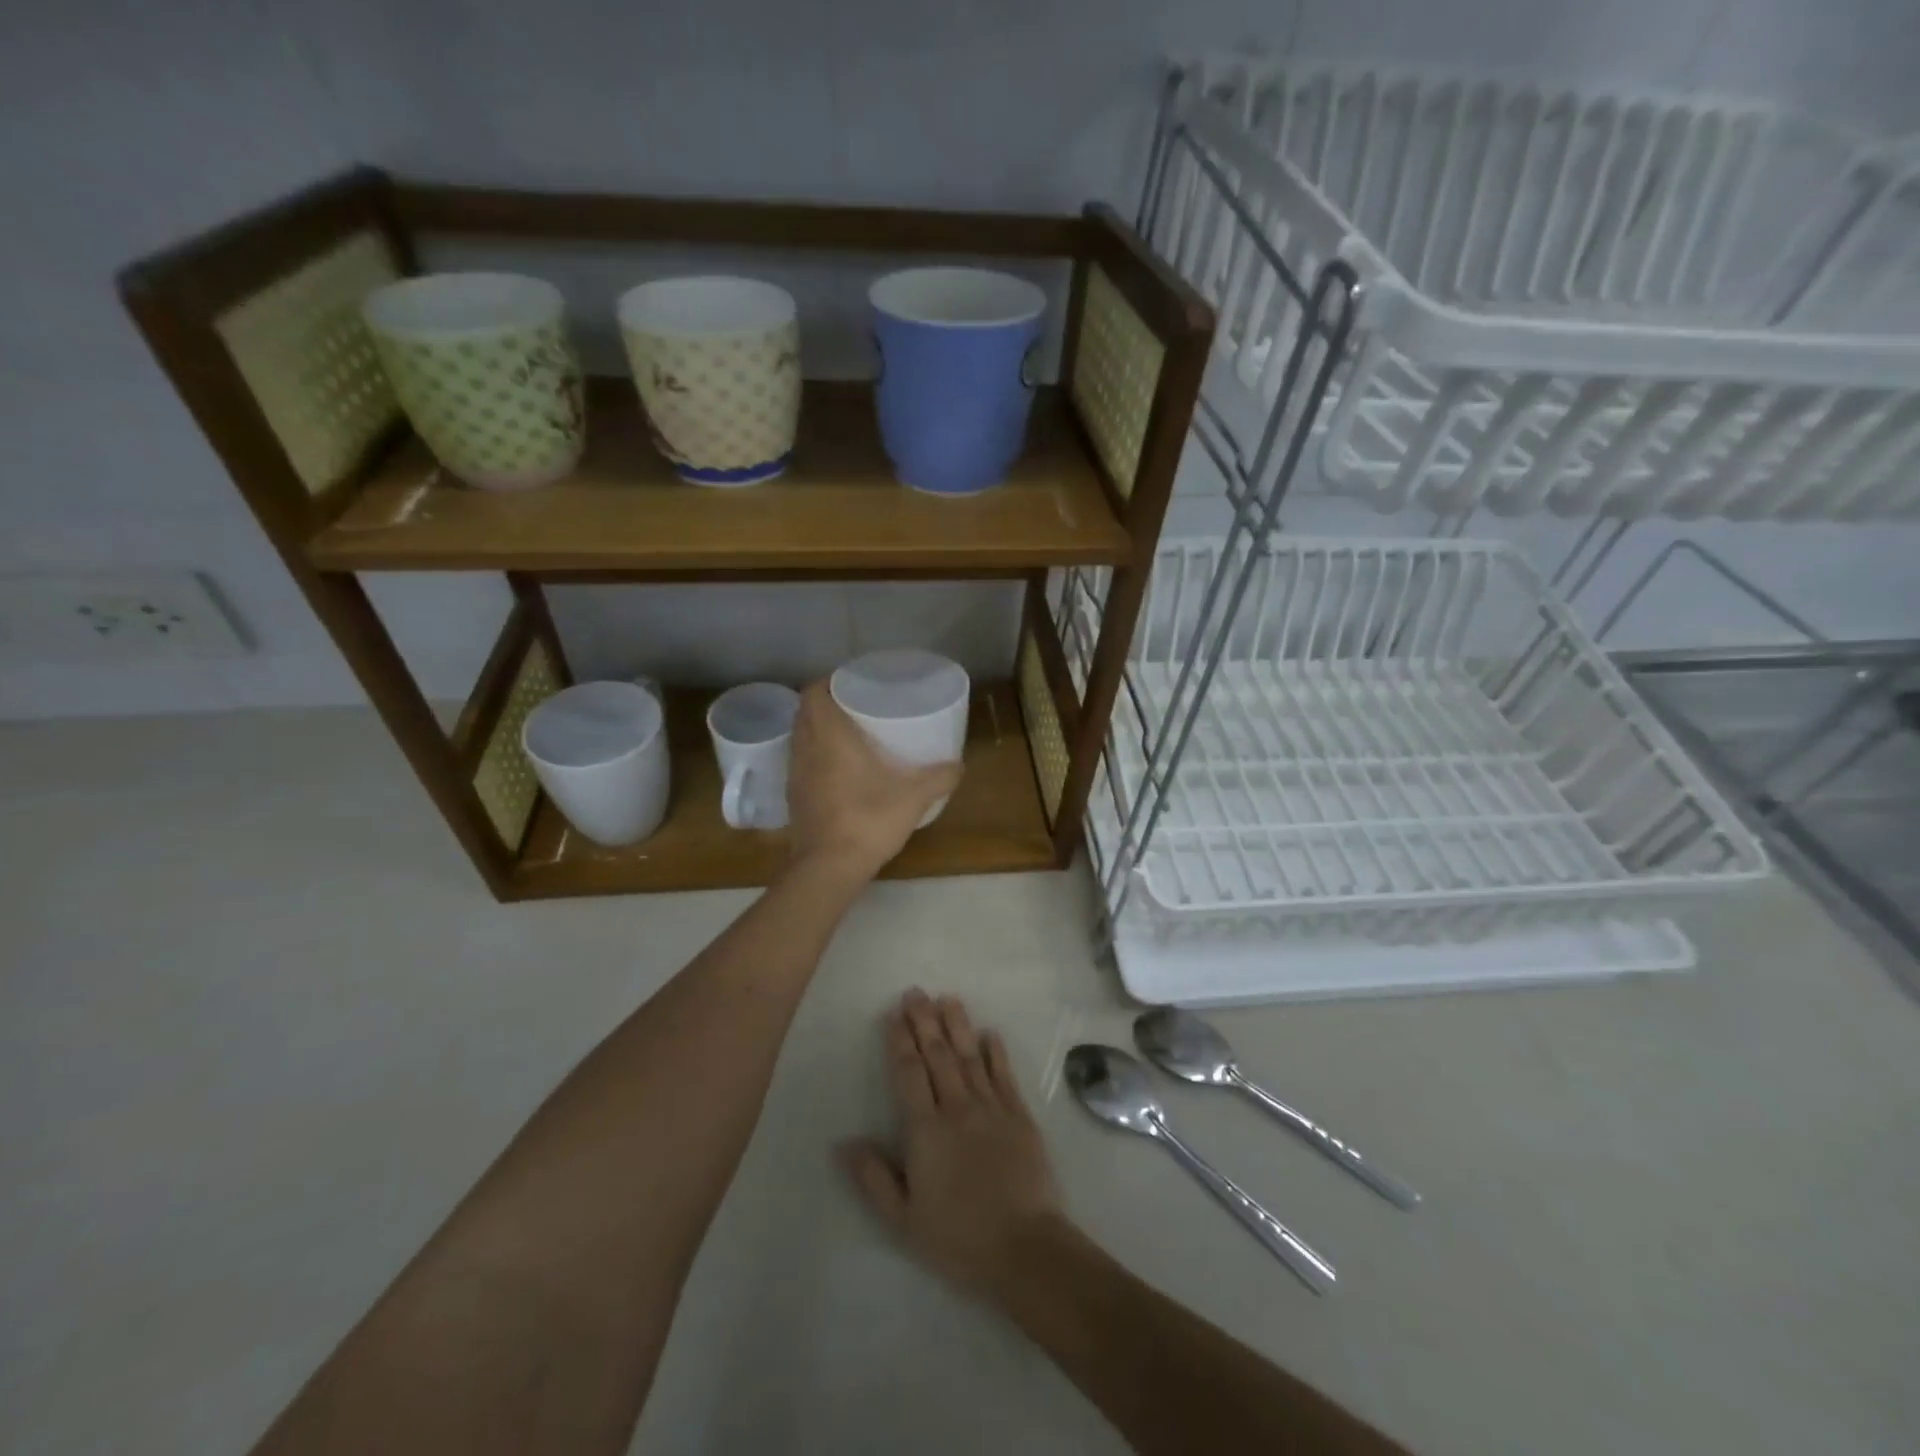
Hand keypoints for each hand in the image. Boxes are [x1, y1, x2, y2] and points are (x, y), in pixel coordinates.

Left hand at [786, 682, 962, 880]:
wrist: (828, 868)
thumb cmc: (868, 821)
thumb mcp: (914, 798)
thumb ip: (939, 777)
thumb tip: (959, 765)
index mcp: (829, 736)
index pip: (814, 692)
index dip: (829, 681)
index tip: (852, 683)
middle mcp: (806, 749)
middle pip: (805, 711)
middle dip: (826, 703)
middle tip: (855, 705)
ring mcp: (794, 774)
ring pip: (800, 737)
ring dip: (817, 729)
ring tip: (847, 734)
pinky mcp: (793, 797)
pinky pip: (800, 762)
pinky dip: (814, 755)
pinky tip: (838, 769)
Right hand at [839, 991, 1066, 1305]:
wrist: (1024, 1248)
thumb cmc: (958, 1237)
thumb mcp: (904, 1219)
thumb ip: (873, 1178)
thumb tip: (843, 1142)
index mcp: (926, 1131)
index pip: (909, 1074)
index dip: (900, 1041)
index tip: (894, 1014)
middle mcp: (958, 1108)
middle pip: (938, 1055)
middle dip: (924, 1021)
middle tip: (915, 992)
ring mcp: (992, 1108)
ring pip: (970, 1056)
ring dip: (957, 1025)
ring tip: (947, 998)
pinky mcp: (1020, 1116)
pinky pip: (1004, 1075)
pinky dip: (996, 1052)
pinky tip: (990, 1033)